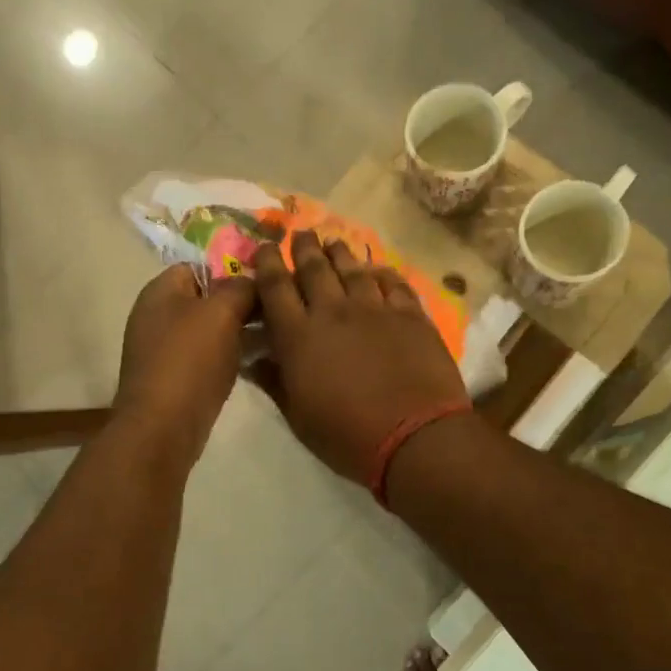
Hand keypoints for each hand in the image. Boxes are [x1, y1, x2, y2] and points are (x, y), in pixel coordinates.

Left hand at [114, 264, 256, 463]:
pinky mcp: (175, 378)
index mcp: (161, 291)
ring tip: (274, 336)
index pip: (200, 265)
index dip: (232, 270)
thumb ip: (240, 288)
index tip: (265, 283)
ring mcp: (164, 349)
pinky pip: (207, 356)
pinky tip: (256, 362)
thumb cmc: (190, 361)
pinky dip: (229, 356)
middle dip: (240, 303)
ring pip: (210, 329)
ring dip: (239, 332)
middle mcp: (158, 315)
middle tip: (276, 311)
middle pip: (206, 298)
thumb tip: (252, 282)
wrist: (163, 427)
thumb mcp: (222, 312)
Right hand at [251, 232, 468, 482]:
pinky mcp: (410, 314)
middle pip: (314, 268)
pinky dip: (381, 272)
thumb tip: (254, 360)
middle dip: (304, 247)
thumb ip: (275, 382)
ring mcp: (375, 309)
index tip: (266, 247)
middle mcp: (333, 312)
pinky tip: (377, 269)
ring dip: (339, 252)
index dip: (268, 263)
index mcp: (299, 336)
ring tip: (333, 242)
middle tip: (300, 234)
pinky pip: (393, 283)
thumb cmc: (347, 435)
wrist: (415, 437)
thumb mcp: (298, 417)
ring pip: (352, 269)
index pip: (275, 287)